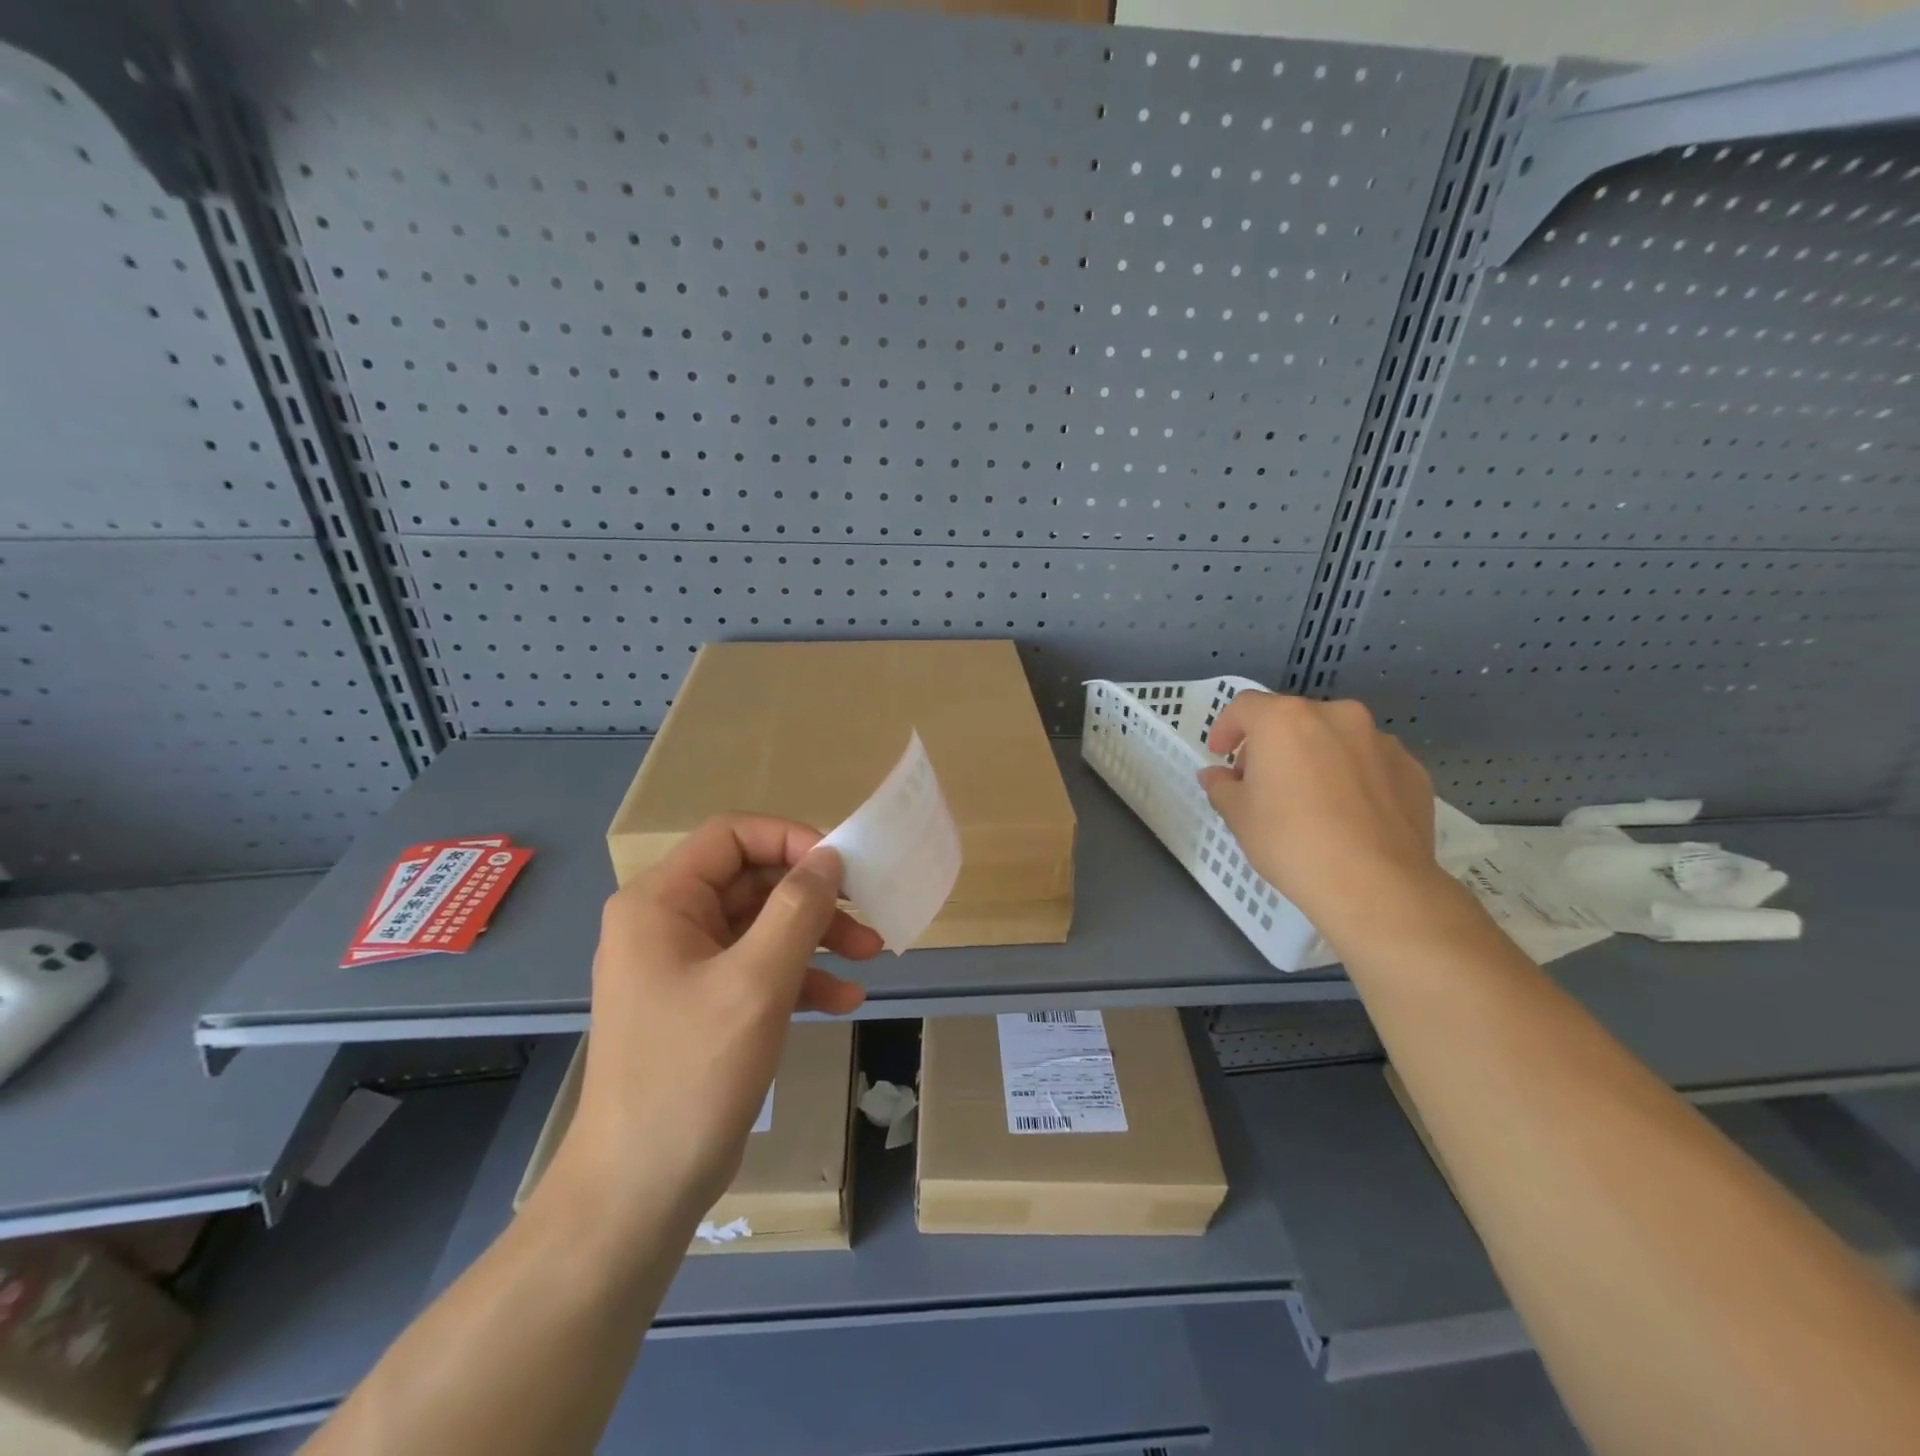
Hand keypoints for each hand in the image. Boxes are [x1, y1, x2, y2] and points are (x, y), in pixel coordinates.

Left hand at [548, 816, 880, 1230]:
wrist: (640, 1190)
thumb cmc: (692, 1073)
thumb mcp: (756, 982)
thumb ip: (797, 910)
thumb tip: (829, 857)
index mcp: (661, 902)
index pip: (732, 836)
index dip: (790, 839)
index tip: (841, 866)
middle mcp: (668, 923)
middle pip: (752, 881)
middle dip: (813, 898)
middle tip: (866, 914)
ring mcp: (686, 966)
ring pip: (762, 926)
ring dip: (817, 937)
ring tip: (870, 955)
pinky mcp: (704, 1004)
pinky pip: (759, 969)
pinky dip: (801, 977)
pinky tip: (844, 1000)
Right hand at [1197, 693, 1440, 941]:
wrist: (1376, 884)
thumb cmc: (1291, 842)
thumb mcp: (1239, 816)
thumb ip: (1222, 787)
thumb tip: (1216, 776)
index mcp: (1285, 720)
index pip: (1244, 706)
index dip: (1226, 727)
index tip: (1220, 754)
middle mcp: (1335, 716)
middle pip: (1292, 719)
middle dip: (1272, 745)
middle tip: (1262, 783)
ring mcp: (1380, 741)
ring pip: (1334, 739)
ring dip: (1315, 757)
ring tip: (1310, 800)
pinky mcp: (1411, 769)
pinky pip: (1369, 763)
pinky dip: (1352, 777)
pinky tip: (1348, 815)